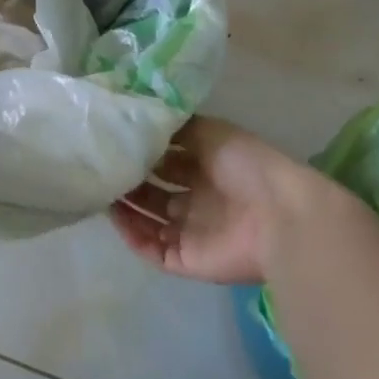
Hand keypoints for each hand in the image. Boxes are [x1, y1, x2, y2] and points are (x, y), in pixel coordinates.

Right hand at [111, 117, 334, 284]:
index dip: (142, 152)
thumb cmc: (246, 165)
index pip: (166, 160)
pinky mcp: (188, 260)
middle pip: (154, 192)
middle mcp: (198, 200)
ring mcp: (193, 231)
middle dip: (129, 180)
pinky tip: (114, 216)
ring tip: (99, 188)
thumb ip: (175, 128)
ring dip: (125, 207)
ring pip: (148, 220)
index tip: (114, 140)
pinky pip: (153, 250)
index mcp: (206, 168)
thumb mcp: (209, 131)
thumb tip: (142, 118)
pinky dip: (132, 236)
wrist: (279, 215)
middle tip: (101, 165)